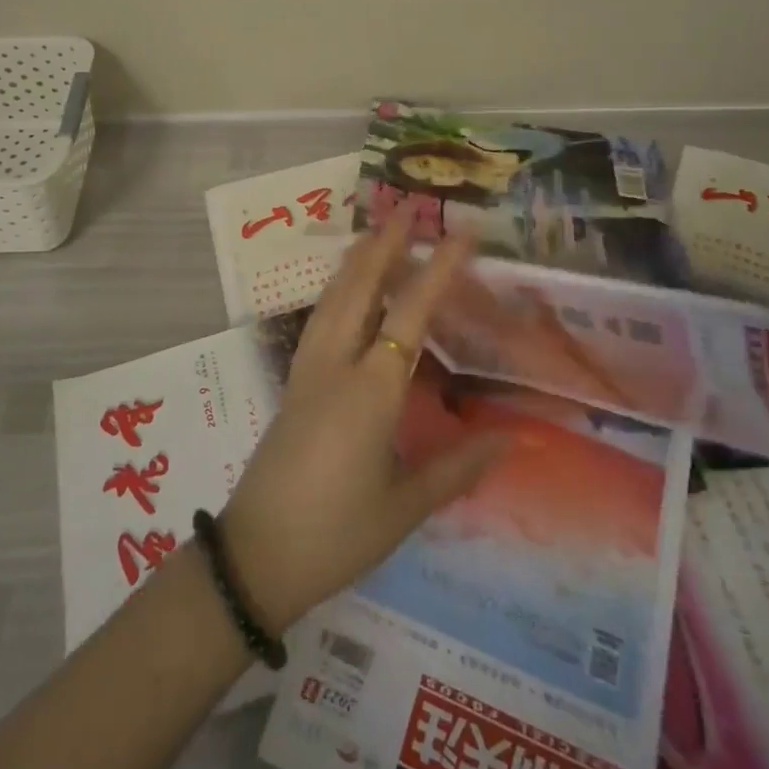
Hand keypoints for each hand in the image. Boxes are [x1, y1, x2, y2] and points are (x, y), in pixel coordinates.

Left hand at [218, 212, 508, 632]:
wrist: (255, 557)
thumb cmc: (337, 534)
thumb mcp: (405, 507)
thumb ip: (458, 467)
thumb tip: (512, 439)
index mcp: (371, 390)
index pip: (411, 314)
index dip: (439, 269)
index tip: (462, 234)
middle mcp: (336, 366)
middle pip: (360, 289)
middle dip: (385, 246)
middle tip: (407, 211)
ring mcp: (308, 371)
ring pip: (333, 299)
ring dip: (357, 263)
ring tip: (375, 236)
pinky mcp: (293, 384)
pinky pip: (319, 320)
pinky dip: (337, 291)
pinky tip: (344, 292)